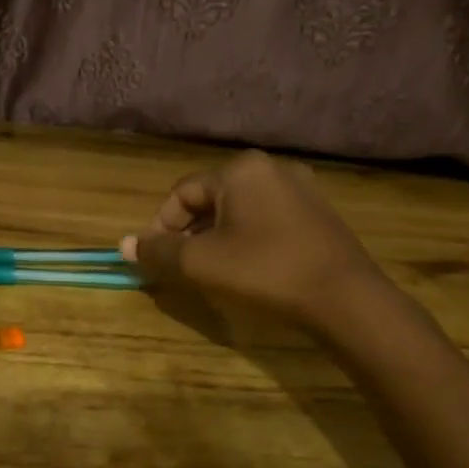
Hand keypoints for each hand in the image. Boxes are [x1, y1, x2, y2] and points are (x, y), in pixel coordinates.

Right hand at [120, 150, 389, 327]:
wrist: (345, 299)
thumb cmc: (265, 272)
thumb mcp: (200, 264)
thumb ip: (158, 252)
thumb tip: (123, 245)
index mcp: (240, 170)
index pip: (181, 194)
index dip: (160, 227)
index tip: (154, 260)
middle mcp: (271, 169)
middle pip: (211, 199)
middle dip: (189, 233)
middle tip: (181, 268)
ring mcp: (301, 190)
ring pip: (239, 211)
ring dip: (216, 238)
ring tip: (211, 272)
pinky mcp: (318, 214)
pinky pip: (266, 220)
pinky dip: (247, 240)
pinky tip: (248, 269)